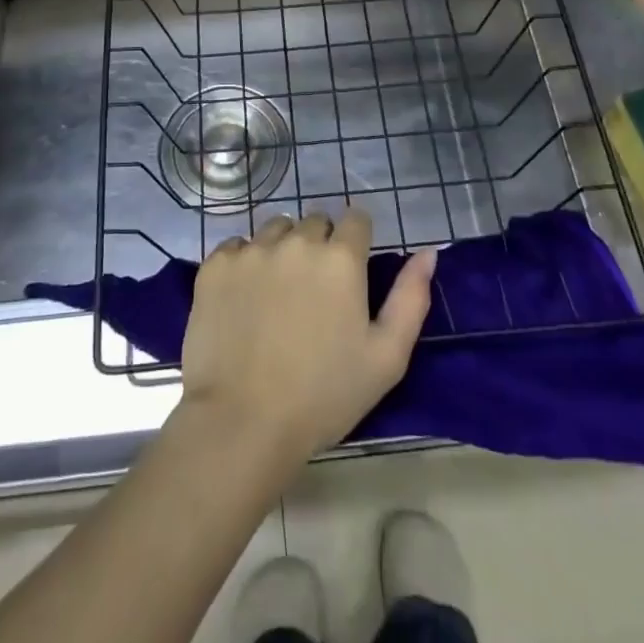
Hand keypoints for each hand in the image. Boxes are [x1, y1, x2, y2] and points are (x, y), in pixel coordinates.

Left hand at [177, 210, 435, 470]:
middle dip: (320, 246)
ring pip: (276, 230)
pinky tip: (245, 301)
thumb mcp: (386, 358)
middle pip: (315, 222)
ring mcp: (252, 250)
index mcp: (341, 258)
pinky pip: (238, 247)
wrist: (242, 423)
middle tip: (315, 294)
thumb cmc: (323, 396)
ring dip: (283, 250)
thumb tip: (428, 253)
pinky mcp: (216, 265)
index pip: (356, 219)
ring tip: (278, 295)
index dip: (356, 242)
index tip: (351, 273)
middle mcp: (297, 241)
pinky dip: (245, 264)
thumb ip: (411, 298)